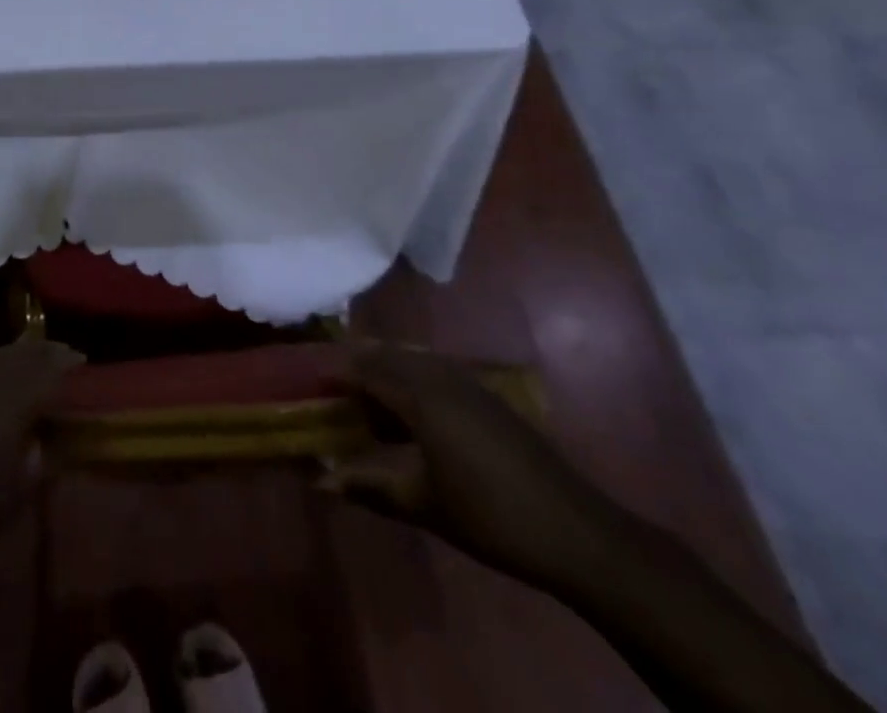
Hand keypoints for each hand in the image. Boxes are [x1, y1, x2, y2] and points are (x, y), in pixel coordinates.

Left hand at [0, 338, 83, 575]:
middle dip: (43, 352)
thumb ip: (33, 462)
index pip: (38, 376)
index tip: (81, 359)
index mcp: (1, 412)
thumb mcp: (8, 497)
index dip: (60, 366)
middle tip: (66, 350)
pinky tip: (1, 361)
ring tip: (39, 349)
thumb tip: (45, 440)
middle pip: (17, 360)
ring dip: (20, 351)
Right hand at [321, 340, 626, 592]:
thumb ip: (369, 487)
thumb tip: (320, 481)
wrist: (576, 531)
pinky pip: (435, 370)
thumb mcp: (422, 504)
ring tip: (366, 394)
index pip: (365, 369)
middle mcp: (441, 377)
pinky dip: (411, 377)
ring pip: (413, 359)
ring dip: (386, 368)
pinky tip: (410, 408)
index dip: (336, 373)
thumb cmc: (489, 515)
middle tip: (333, 384)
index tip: (310, 381)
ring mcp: (468, 383)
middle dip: (358, 363)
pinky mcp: (487, 397)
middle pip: (388, 355)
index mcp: (420, 396)